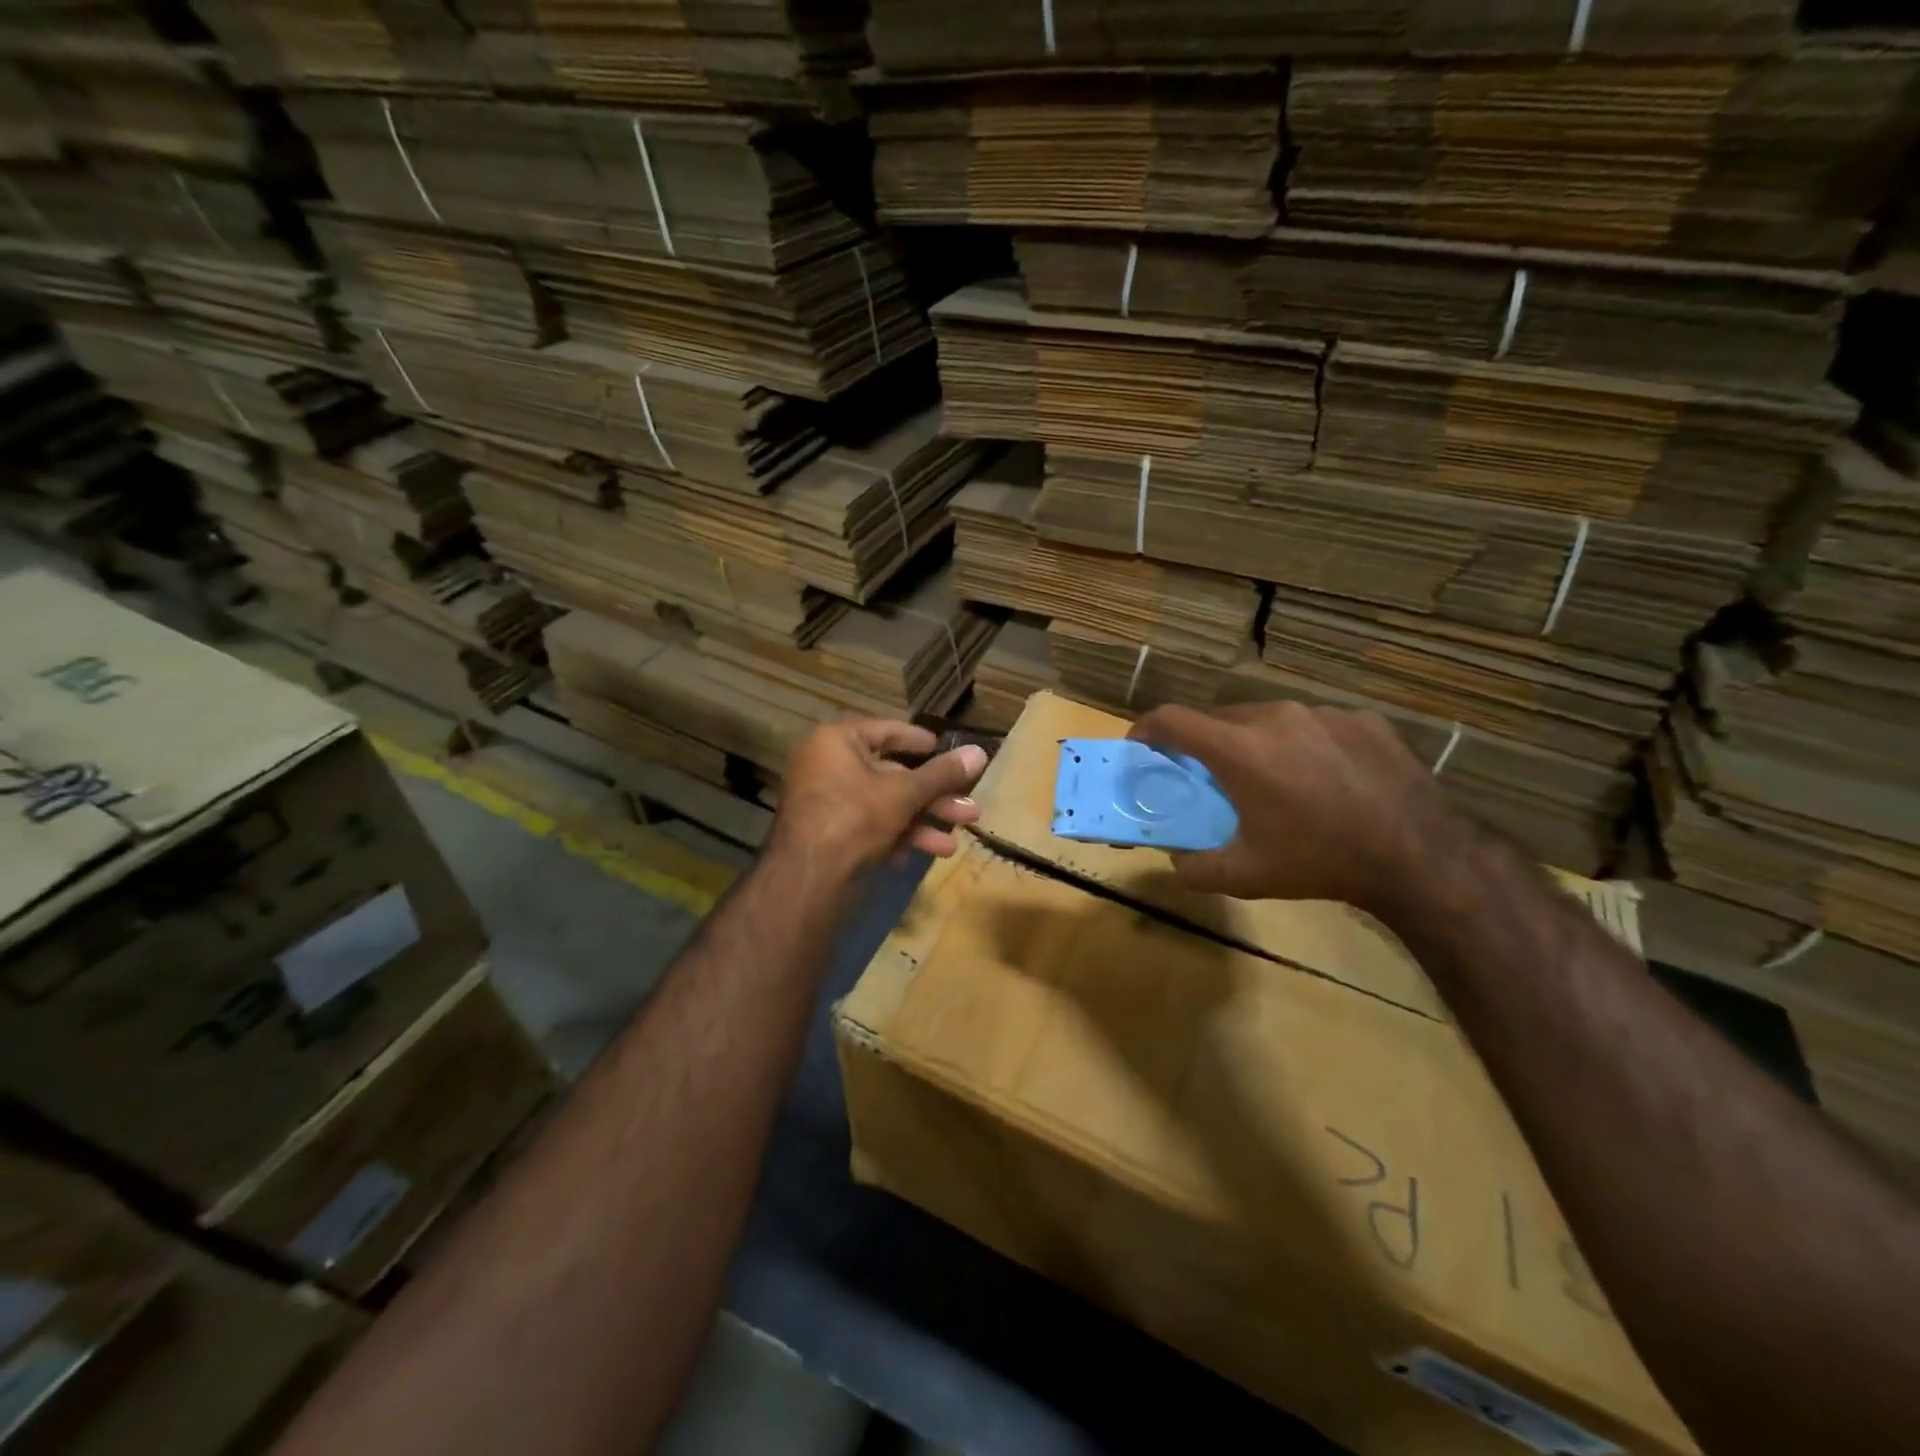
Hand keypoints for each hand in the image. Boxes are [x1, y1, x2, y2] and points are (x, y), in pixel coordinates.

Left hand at [770, 720, 988, 880]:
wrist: (807, 879)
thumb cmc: (854, 817)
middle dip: (933, 797)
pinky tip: (923, 855)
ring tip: (953, 843)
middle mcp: (827, 766)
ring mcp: (826, 802)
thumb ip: (942, 774)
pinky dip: (896, 837)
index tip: (945, 749)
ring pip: (884, 805)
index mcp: (837, 742)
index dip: (919, 741)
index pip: (886, 731)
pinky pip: (868, 826)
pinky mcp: (828, 834)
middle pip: (891, 775)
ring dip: (921, 823)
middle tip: (969, 810)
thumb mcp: (904, 793)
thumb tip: (980, 752)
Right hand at [1128, 701, 1454, 914]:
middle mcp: (1275, 717)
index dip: (1146, 729)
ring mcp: (1323, 713)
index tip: (1140, 747)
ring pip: (1268, 718)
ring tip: (1275, 779)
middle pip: (1219, 718)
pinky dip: (1304, 744)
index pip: (1172, 719)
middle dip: (1204, 743)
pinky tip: (1325, 778)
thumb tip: (1176, 859)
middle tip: (1211, 777)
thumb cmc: (1320, 862)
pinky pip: (1315, 724)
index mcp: (1239, 749)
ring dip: (1255, 742)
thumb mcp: (1247, 877)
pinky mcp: (1362, 719)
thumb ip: (1195, 868)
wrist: (1418, 856)